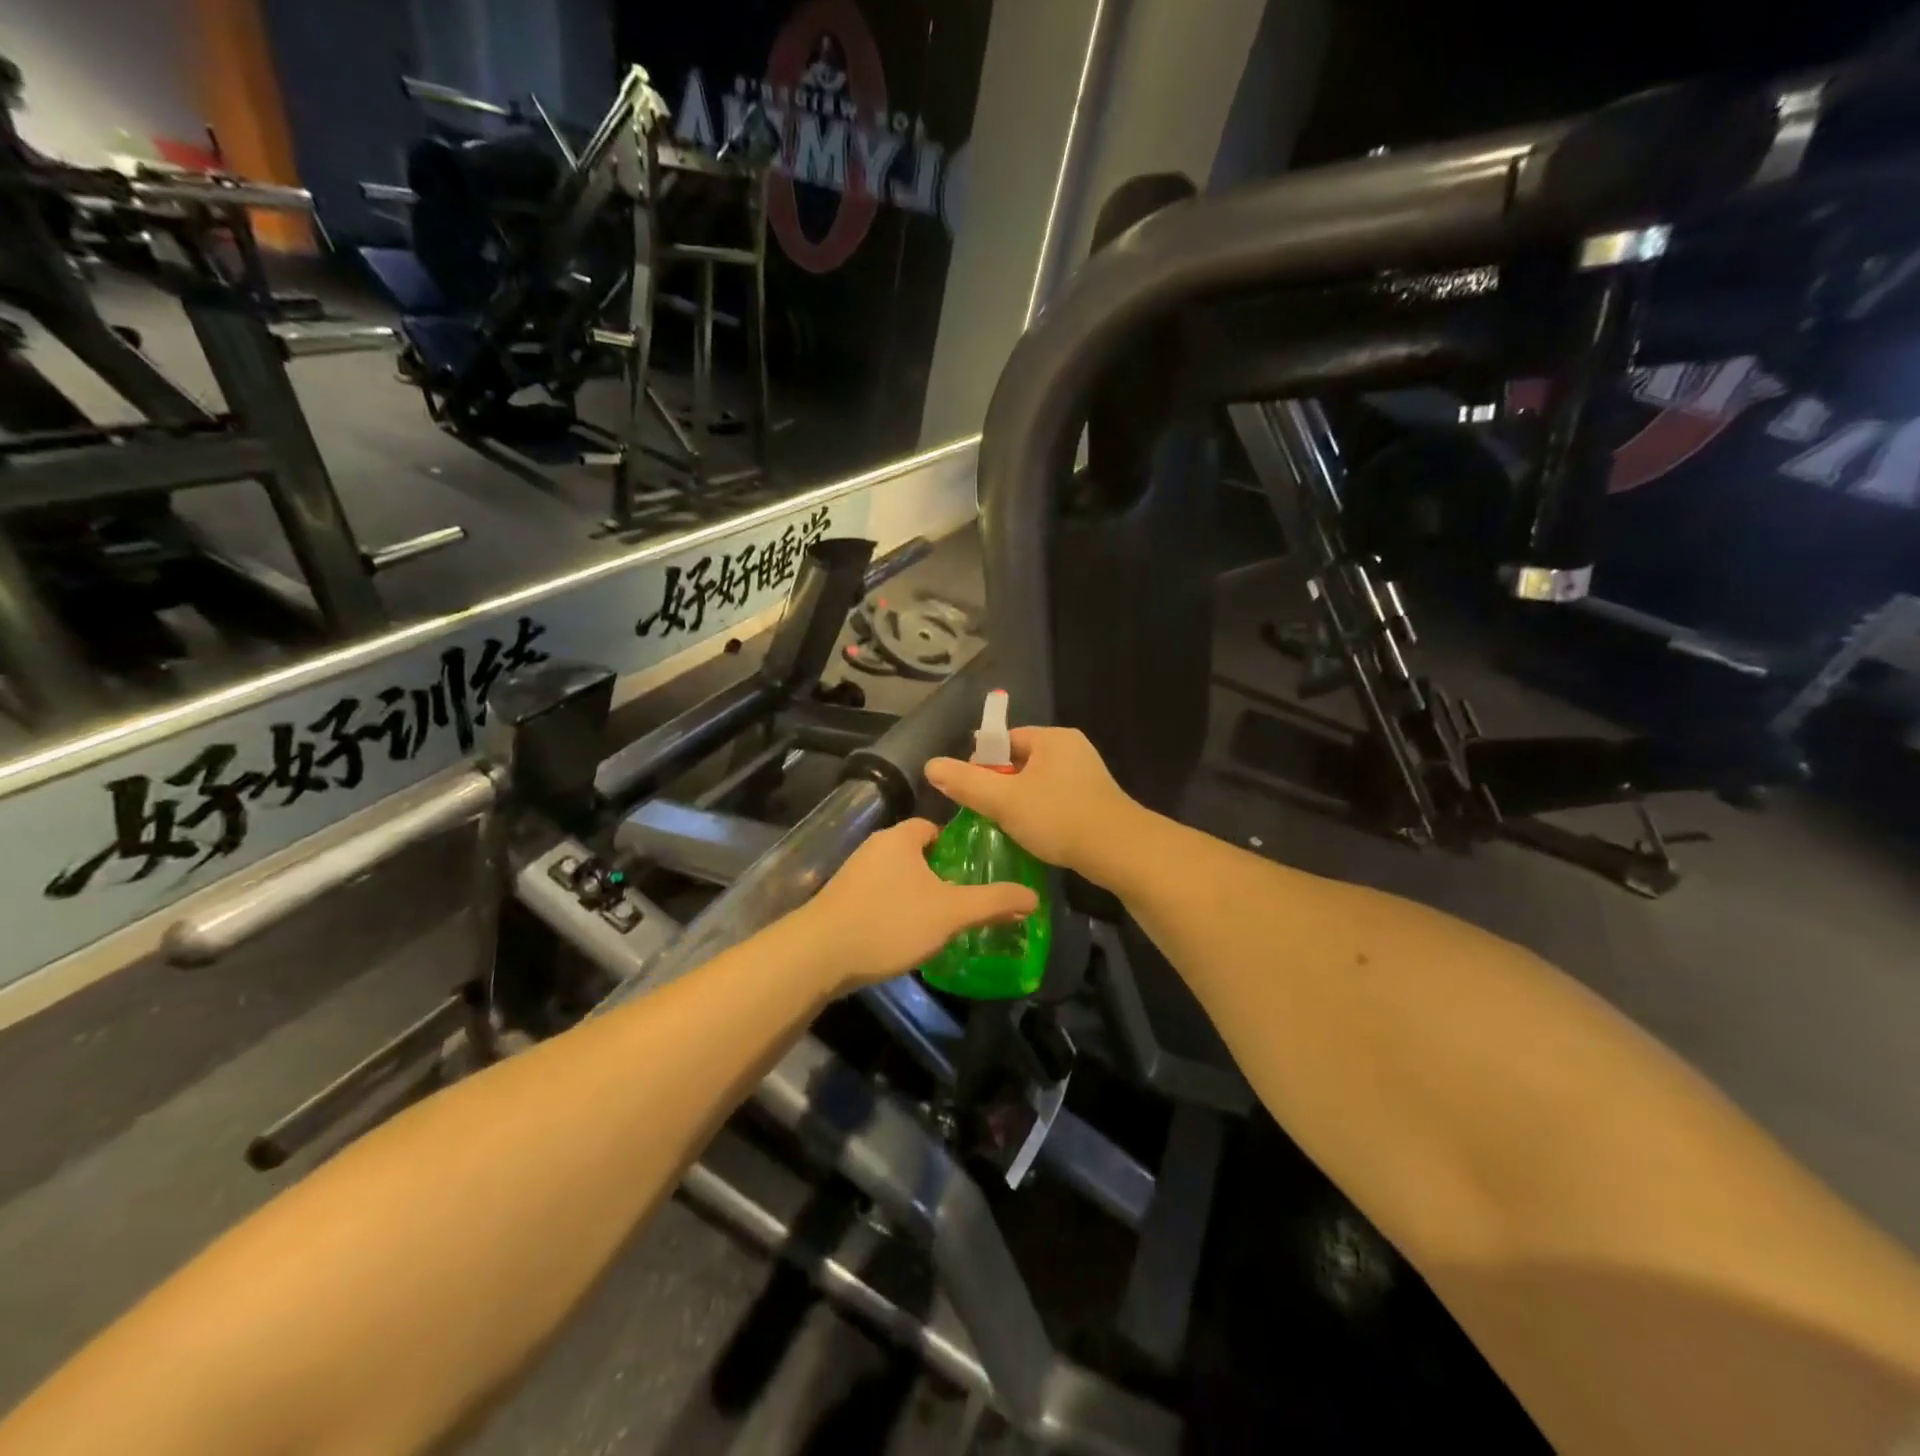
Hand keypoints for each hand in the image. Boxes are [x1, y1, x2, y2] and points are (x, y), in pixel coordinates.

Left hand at [796, 819, 1039, 992]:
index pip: (932, 827)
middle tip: (963, 899)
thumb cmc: (890, 922)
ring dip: (915, 894)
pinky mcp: (840, 902)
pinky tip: (905, 936)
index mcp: (899, 838)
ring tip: (939, 921)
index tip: (973, 869)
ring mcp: (853, 875)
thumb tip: (1033, 897)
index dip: (955, 845)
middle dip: (938, 873)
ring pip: (896, 877)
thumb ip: (992, 902)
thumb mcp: (950, 912)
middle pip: (915, 853)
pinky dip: (894, 910)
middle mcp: (874, 848)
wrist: (820, 956)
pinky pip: (878, 897)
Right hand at [924, 727, 1141, 881]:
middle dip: (1000, 786)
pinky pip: (1056, 799)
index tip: (972, 793)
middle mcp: (1072, 748)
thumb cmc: (1059, 818)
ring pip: (1037, 783)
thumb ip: (967, 782)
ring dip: (1020, 802)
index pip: (1004, 740)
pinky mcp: (1095, 800)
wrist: (1120, 851)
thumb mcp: (1005, 800)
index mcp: (1052, 738)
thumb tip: (930, 765)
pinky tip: (1035, 835)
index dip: (982, 764)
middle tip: (987, 814)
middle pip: (1020, 761)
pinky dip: (1041, 814)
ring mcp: (1087, 774)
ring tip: (1007, 827)